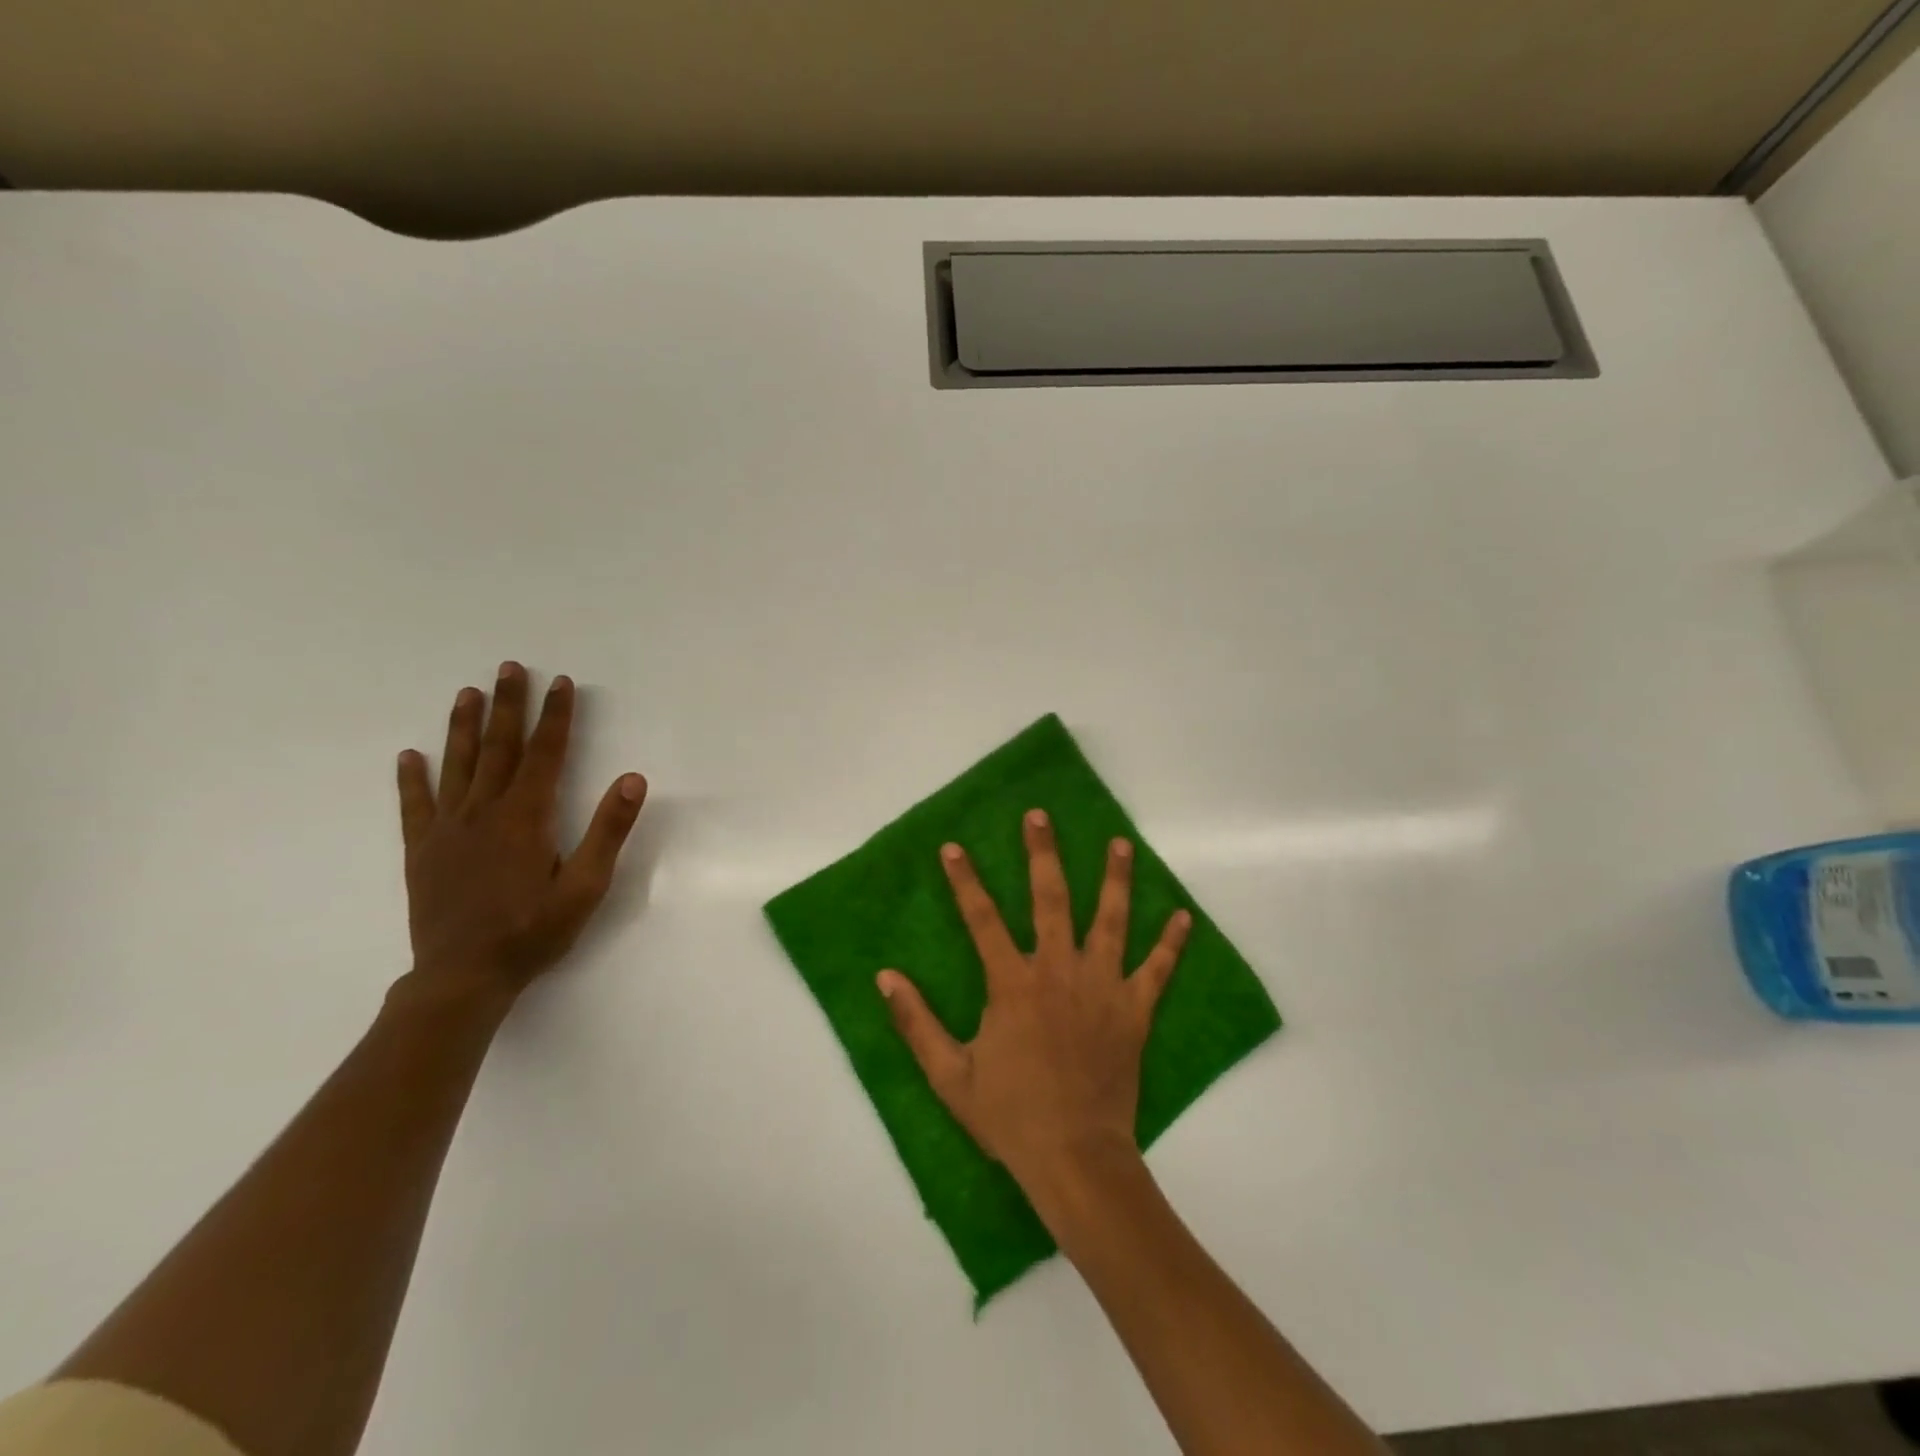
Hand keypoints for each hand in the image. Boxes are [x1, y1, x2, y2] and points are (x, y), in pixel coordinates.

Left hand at [392, 662, 646, 1009]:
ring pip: (457, 766)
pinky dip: (412, 779)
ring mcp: (448, 829)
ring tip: (467, 693)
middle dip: (509, 705)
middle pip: (500, 748)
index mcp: (527, 817)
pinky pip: (415, 806)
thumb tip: (634, 779)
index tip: (561, 682)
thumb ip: (609, 830)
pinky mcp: (422, 851)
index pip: (545, 753)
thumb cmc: (532, 932)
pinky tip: (409, 756)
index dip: (556, 716)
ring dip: (464, 727)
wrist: (463, 977)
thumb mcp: (586, 886)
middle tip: (510, 668)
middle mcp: (484, 812)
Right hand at [878, 809, 1190, 1199]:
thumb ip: (916, 1022)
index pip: (982, 919)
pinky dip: (1171, 943)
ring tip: (1120, 843)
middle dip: (1043, 854)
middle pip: (1051, 899)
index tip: (955, 847)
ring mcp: (1102, 988)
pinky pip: (1157, 970)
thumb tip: (885, 977)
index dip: (966, 881)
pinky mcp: (1134, 1011)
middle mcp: (1059, 971)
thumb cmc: (1010, 1116)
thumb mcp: (949, 1075)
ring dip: (1115, 879)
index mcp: (1013, 984)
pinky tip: (1183, 916)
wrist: (1075, 1158)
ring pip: (1111, 921)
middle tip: (1040, 817)